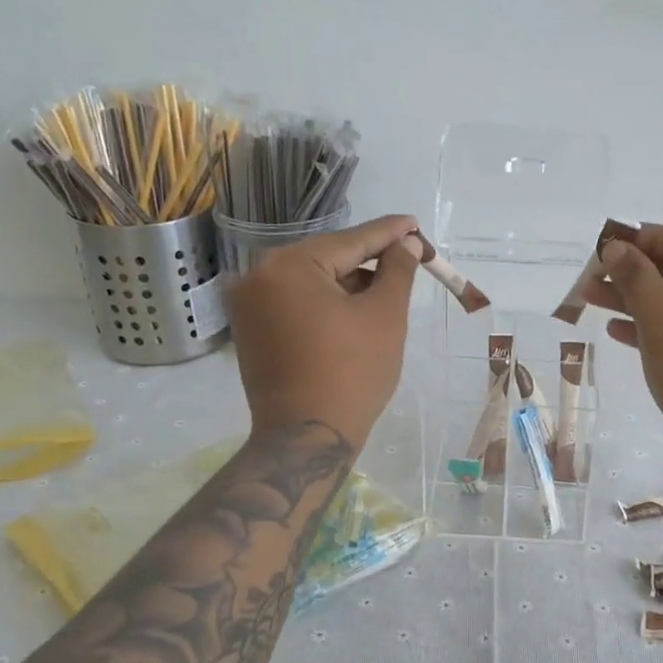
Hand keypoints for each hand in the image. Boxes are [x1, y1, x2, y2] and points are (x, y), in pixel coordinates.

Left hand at [225, 214, 420, 446]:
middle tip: (407, 261)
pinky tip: (354, 314)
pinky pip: (295, 305)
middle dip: (368, 262)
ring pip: (311, 283)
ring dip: (348, 285)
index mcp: (288, 265)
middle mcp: (257, 276)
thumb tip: (405, 241)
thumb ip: (397, 270)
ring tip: (387, 293)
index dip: (389, 233)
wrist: (307, 438)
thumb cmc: (352, 373)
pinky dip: (326, 305)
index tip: (414, 224)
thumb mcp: (385, 315)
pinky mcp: (251, 332)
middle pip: (327, 259)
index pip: (350, 241)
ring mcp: (248, 306)